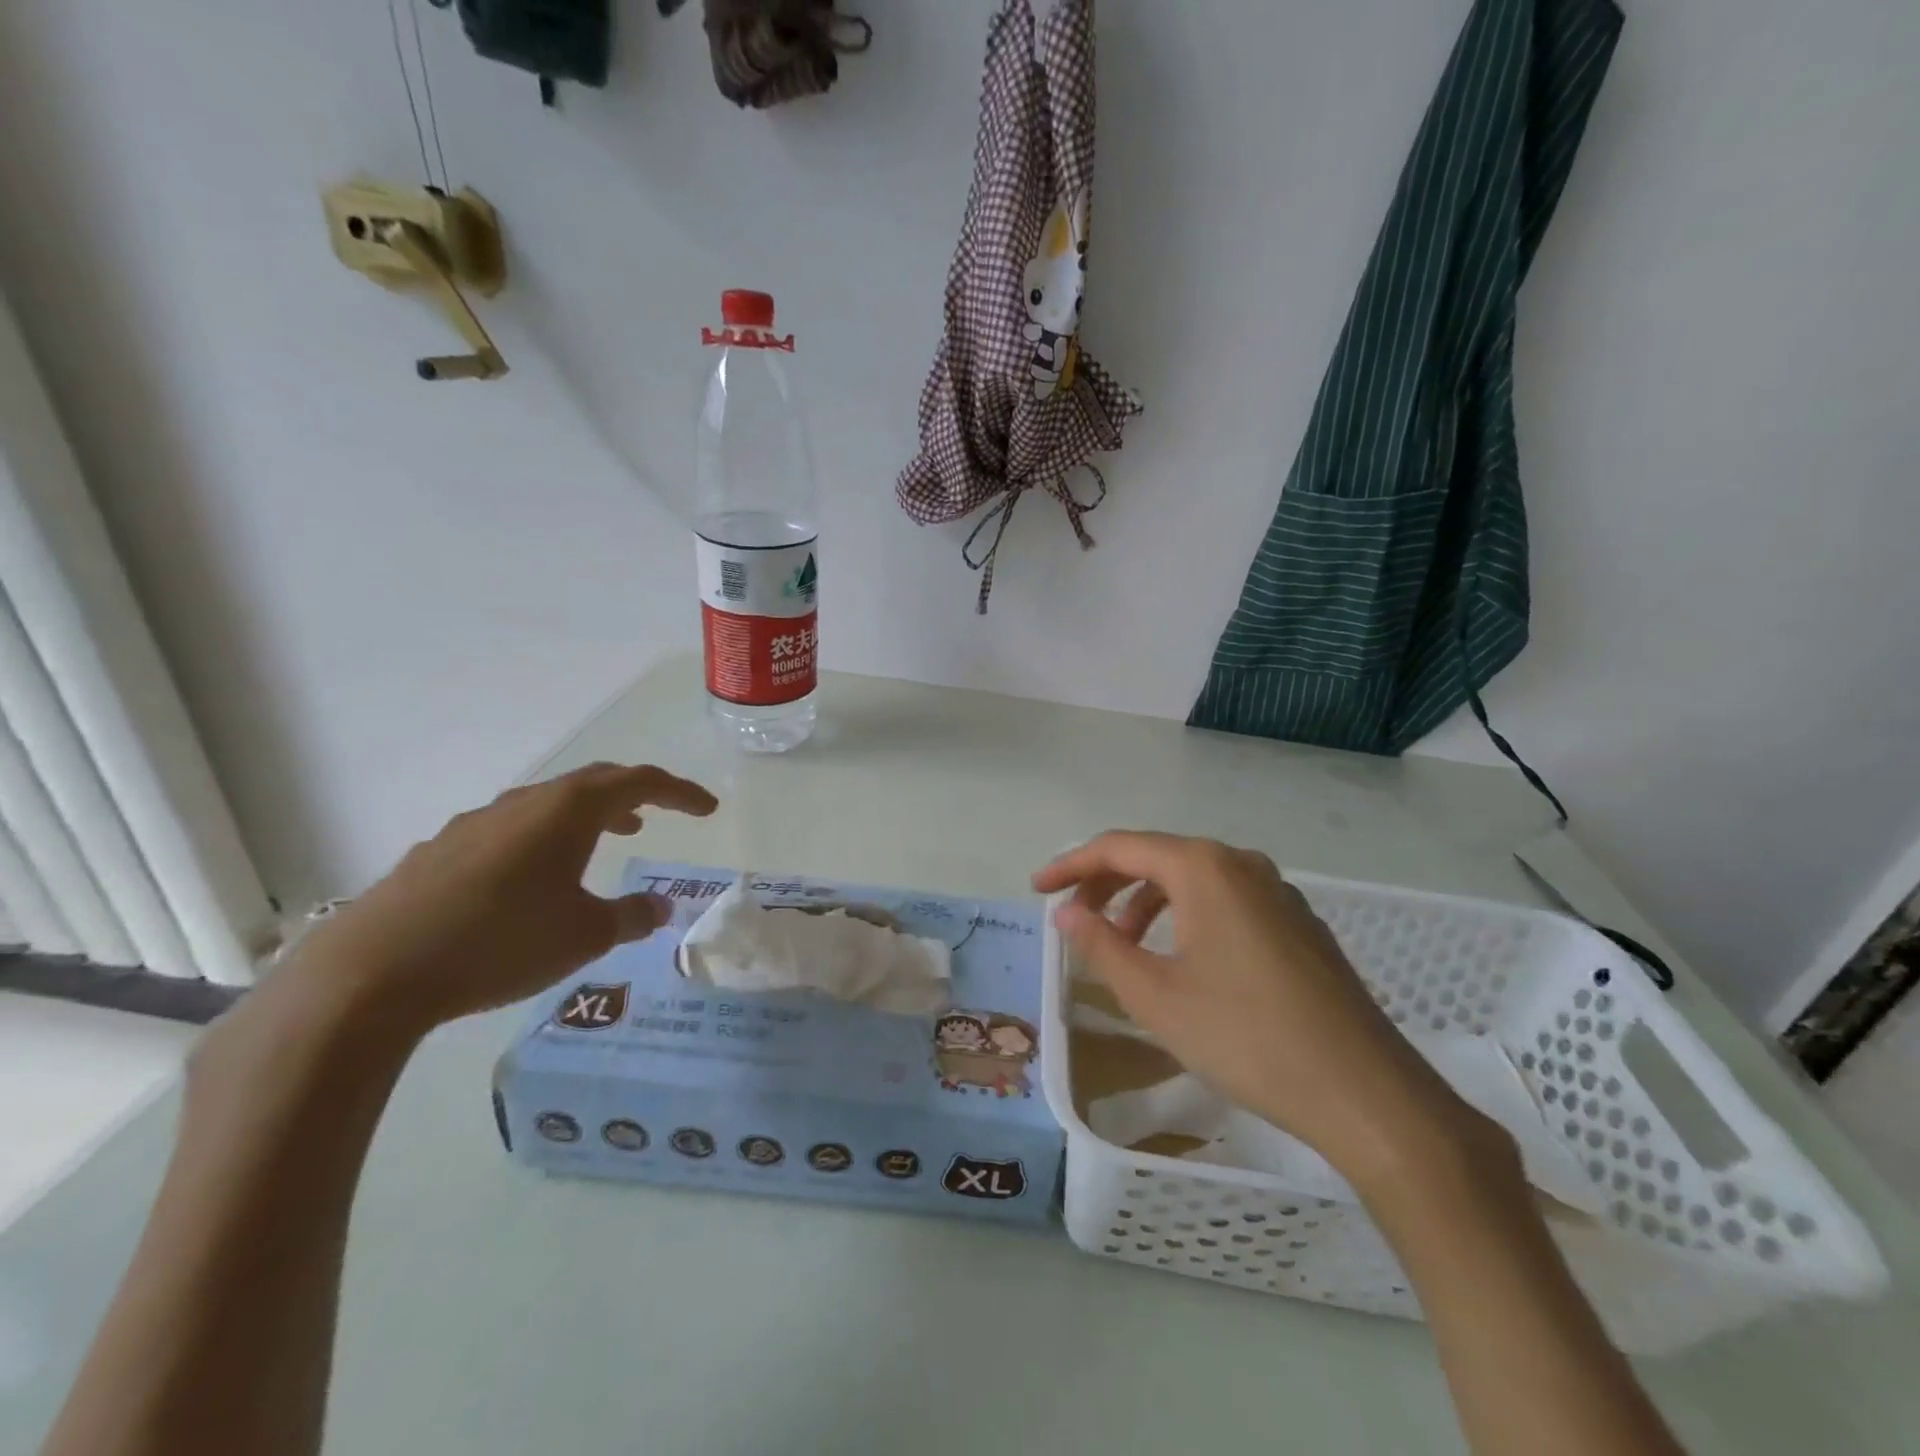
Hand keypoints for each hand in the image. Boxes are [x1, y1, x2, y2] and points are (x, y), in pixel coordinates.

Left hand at [285, 762, 717, 1035]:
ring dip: (587, 815)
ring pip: (548, 804)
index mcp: (568, 811)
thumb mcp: (584, 936)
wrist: (373, 973)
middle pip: (593, 782)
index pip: (640, 782)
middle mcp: (524, 804)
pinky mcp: (440, 852)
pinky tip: (534, 879)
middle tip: (660, 815)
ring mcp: (476, 825)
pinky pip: (510, 830)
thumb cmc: (501, 942)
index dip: (680, 792)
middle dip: (634, 794)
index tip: (708, 808)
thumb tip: (658, 908)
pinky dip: (543, 838)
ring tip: (608, 839)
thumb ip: (630, 917)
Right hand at [1033, 832, 1491, 1185]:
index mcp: (1203, 868)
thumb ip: (1101, 946)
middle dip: (1106, 885)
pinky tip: (1180, 959)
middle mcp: (1241, 864)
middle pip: (1157, 857)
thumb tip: (1065, 913)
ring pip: (1192, 880)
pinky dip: (1186, 917)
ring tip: (1122, 946)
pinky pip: (1225, 901)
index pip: (1119, 847)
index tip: (1036, 891)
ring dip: (1146, 903)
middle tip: (1073, 920)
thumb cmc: (1246, 1038)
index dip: (1070, 866)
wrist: (1366, 1094)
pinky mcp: (1298, 923)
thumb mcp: (1155, 996)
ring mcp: (1277, 892)